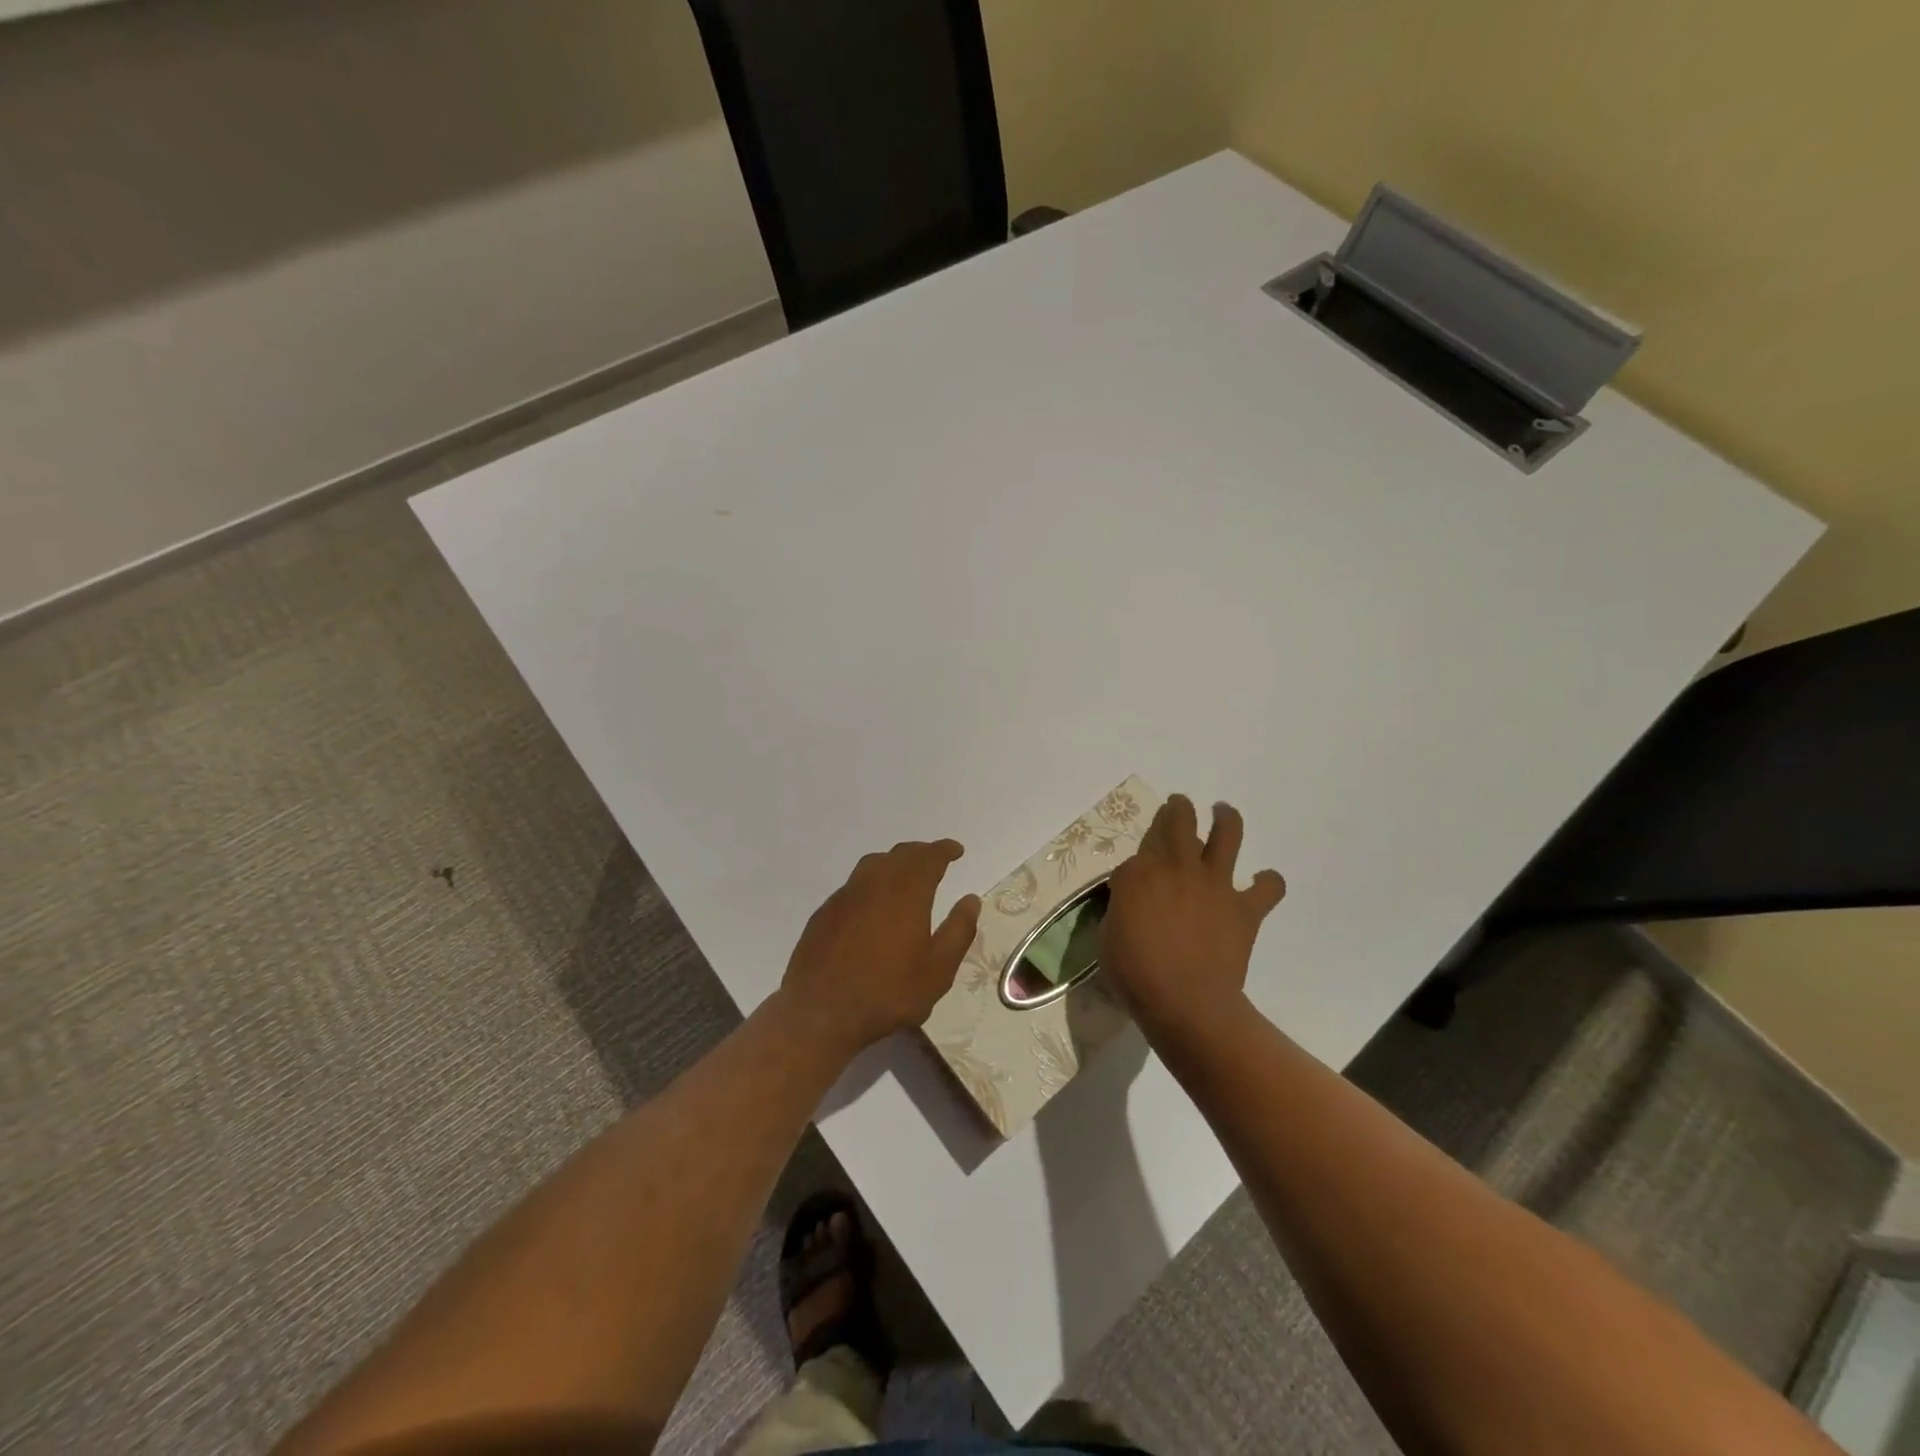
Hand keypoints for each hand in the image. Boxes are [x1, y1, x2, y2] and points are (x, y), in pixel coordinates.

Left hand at [777, 839, 981, 1059]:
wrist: (820, 1013)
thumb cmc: (888, 993)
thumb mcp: (938, 970)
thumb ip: (958, 931)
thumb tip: (971, 900)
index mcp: (906, 893)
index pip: (929, 857)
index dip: (944, 850)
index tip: (956, 850)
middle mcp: (874, 884)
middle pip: (900, 855)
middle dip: (921, 852)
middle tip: (935, 859)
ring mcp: (845, 896)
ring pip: (872, 864)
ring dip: (893, 862)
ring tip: (904, 874)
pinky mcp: (825, 913)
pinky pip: (853, 885)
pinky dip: (870, 883)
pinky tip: (872, 904)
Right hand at [1100, 795, 1286, 1042]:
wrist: (1186, 1003)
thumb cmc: (1136, 974)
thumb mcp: (1107, 938)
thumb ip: (1120, 911)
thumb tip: (1131, 905)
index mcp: (1138, 874)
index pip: (1135, 856)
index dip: (1133, 870)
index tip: (1129, 886)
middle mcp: (1177, 867)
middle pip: (1179, 820)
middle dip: (1177, 809)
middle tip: (1178, 807)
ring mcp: (1215, 884)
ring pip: (1227, 833)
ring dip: (1225, 817)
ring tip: (1223, 811)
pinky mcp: (1244, 908)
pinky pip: (1267, 887)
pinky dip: (1268, 883)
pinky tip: (1263, 883)